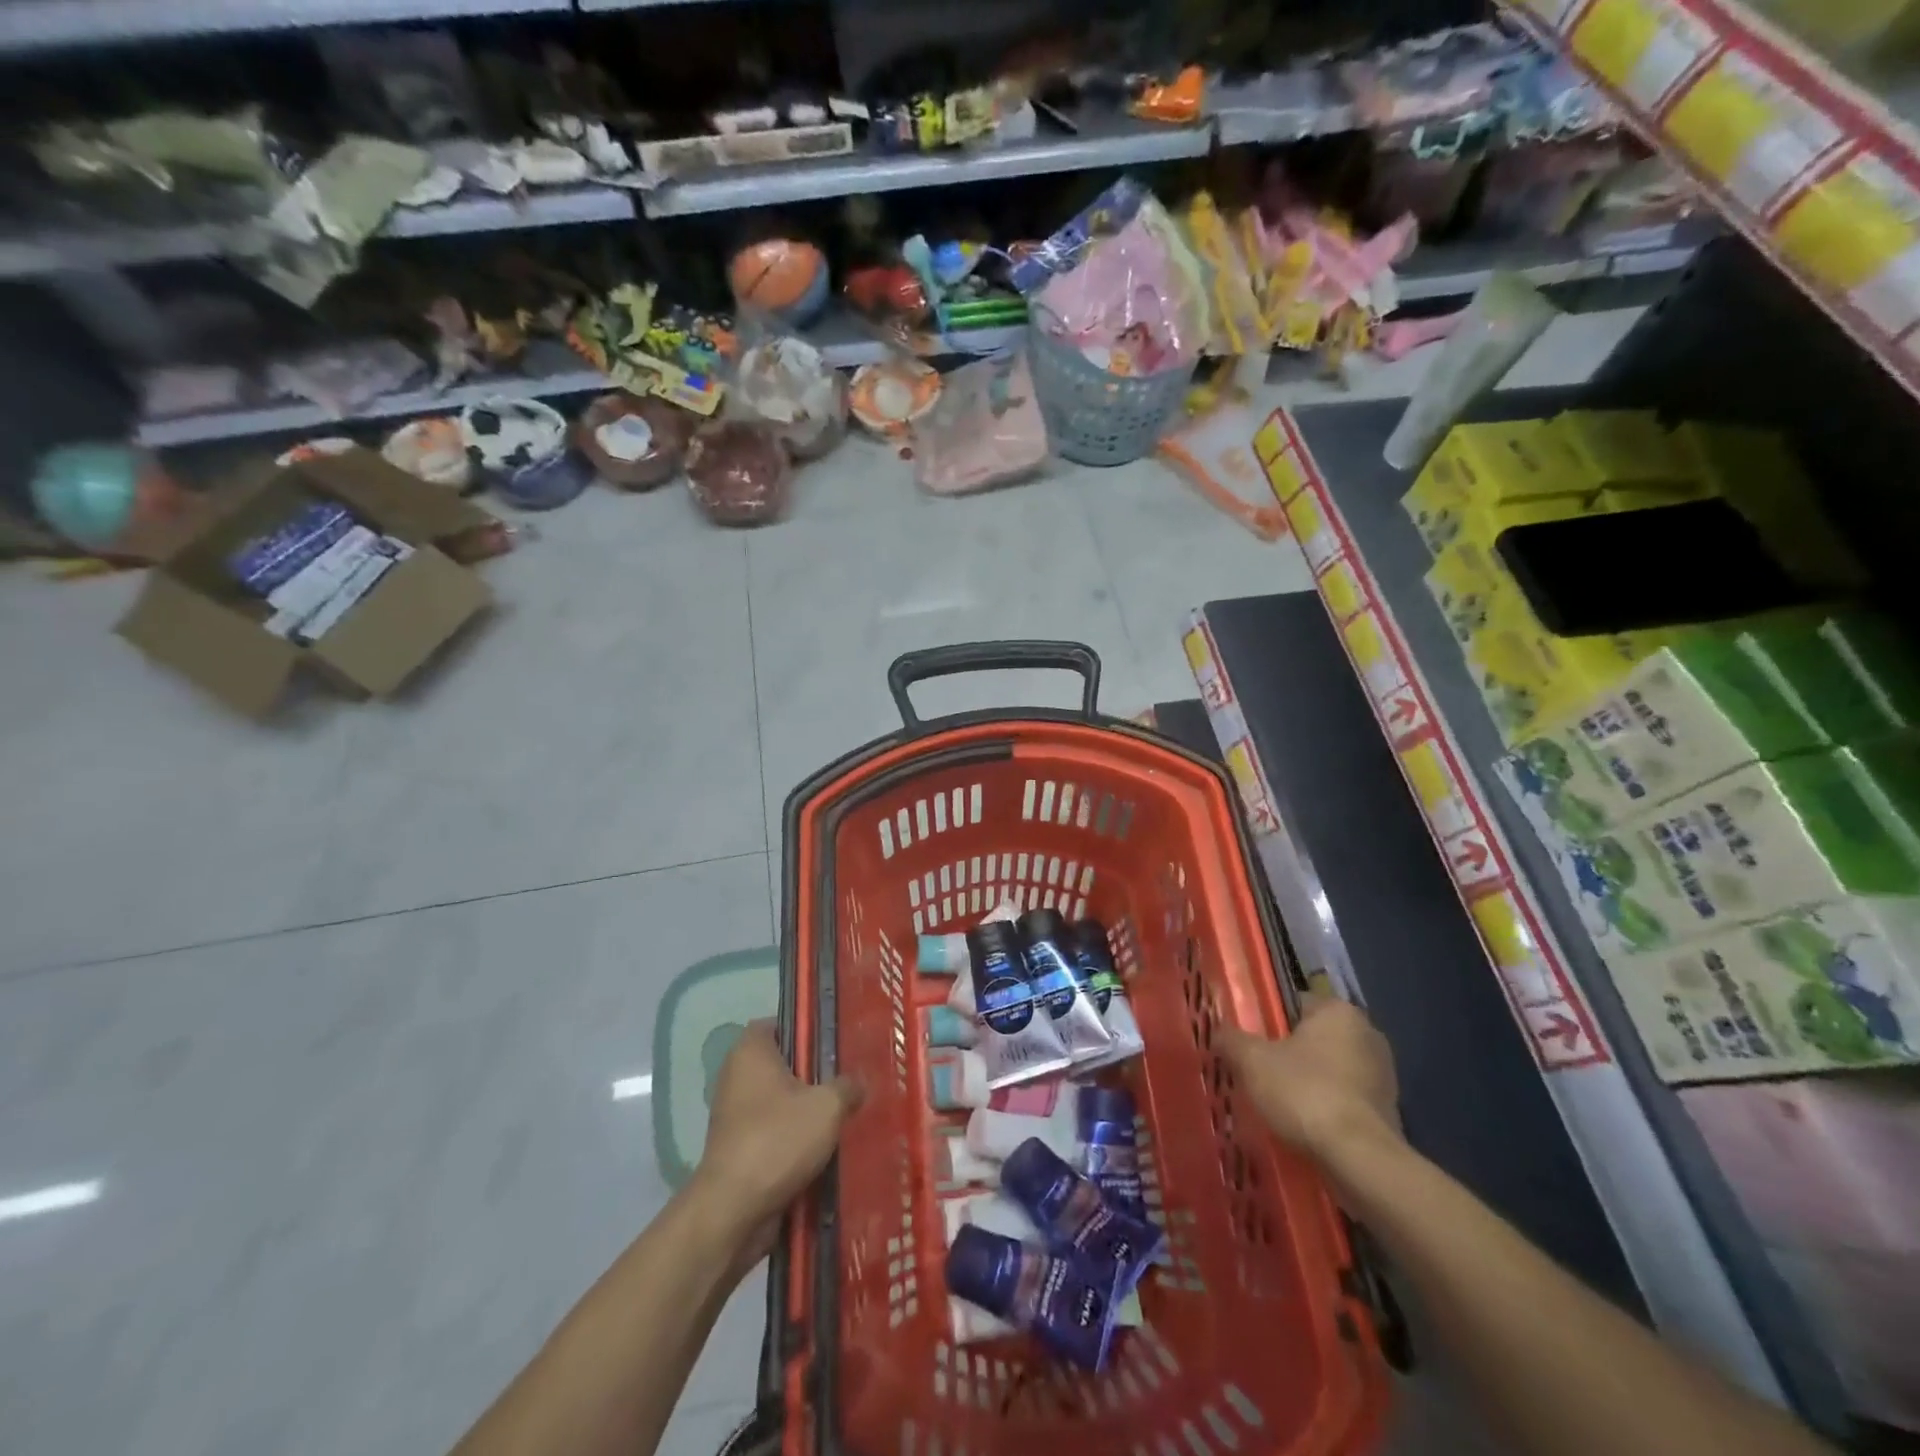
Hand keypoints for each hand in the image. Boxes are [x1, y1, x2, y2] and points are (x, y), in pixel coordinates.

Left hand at [692, 1021, 861, 1270]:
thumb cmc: (778, 1140)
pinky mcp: (739, 1148)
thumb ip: (847, 1086)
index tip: (836, 1040)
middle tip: (849, 1076)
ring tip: (845, 1113)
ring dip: (807, 1109)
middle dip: (814, 1072)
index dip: (807, 1028)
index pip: (780, 1022)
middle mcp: (737, 1076)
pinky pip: (774, 1132)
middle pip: (783, 1063)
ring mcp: (735, 1114)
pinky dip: (796, 1138)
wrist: (733, 1211)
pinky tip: (827, 1146)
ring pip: (781, 1100)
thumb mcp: (828, 1106)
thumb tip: (859, 1083)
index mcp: (751, 1051)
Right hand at [1220, 997, 1400, 1163]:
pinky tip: (1305, 1126)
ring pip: (1331, 1070)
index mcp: (1338, 1011)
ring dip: (1310, 1083)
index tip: (1251, 1042)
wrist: (1359, 1159)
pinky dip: (1327, 1108)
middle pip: (1314, 1037)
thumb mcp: (1252, 1061)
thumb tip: (1219, 1033)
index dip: (1269, 1021)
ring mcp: (1383, 1075)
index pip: (1296, 1003)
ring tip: (1279, 1103)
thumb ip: (1232, 1040)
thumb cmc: (1304, 1092)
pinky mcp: (1389, 1111)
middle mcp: (1367, 1034)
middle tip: (1260, 1072)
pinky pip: (1346, 1100)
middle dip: (1290, 1054)